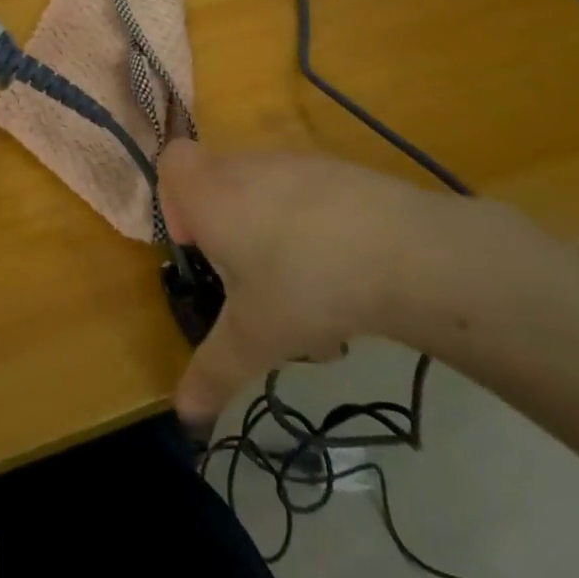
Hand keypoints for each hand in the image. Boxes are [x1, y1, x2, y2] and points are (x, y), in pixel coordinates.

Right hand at [158, 140, 516, 423]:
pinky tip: (346, 279)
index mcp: (212, 194)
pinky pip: (312, 196)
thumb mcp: (253, 339)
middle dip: (227, 229)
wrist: (406, 252)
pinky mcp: (344, 172)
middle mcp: (249, 168)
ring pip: (268, 192)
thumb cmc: (304, 286)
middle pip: (221, 181)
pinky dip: (315, 228)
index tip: (199, 246)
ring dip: (272, 234)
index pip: (172, 161)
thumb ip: (212, 372)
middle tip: (249, 279)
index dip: (175, 201)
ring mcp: (299, 165)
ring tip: (305, 294)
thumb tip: (184, 416)